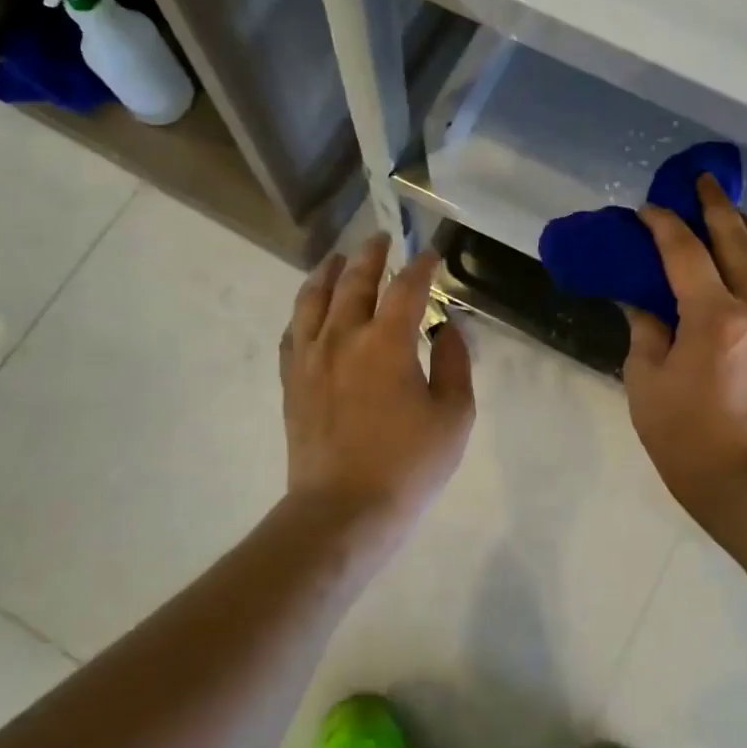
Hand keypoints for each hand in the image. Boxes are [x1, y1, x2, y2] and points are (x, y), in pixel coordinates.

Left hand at [279, 234, 475, 540]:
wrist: (343, 509)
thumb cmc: (408, 465)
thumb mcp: (453, 416)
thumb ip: (454, 365)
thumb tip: (448, 331)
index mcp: (387, 343)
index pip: (406, 288)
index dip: (422, 266)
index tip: (431, 254)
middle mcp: (343, 337)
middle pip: (354, 281)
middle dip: (370, 255)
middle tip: (381, 238)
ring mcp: (310, 357)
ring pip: (313, 299)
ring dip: (328, 272)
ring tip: (337, 259)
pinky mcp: (292, 381)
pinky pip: (292, 332)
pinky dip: (303, 311)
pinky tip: (309, 310)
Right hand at [622, 176, 746, 516]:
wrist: (744, 481)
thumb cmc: (683, 435)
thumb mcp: (646, 379)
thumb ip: (645, 329)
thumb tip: (640, 300)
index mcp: (714, 318)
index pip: (686, 253)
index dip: (664, 225)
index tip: (646, 209)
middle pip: (739, 241)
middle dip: (716, 207)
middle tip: (699, 182)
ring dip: (746, 229)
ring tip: (727, 212)